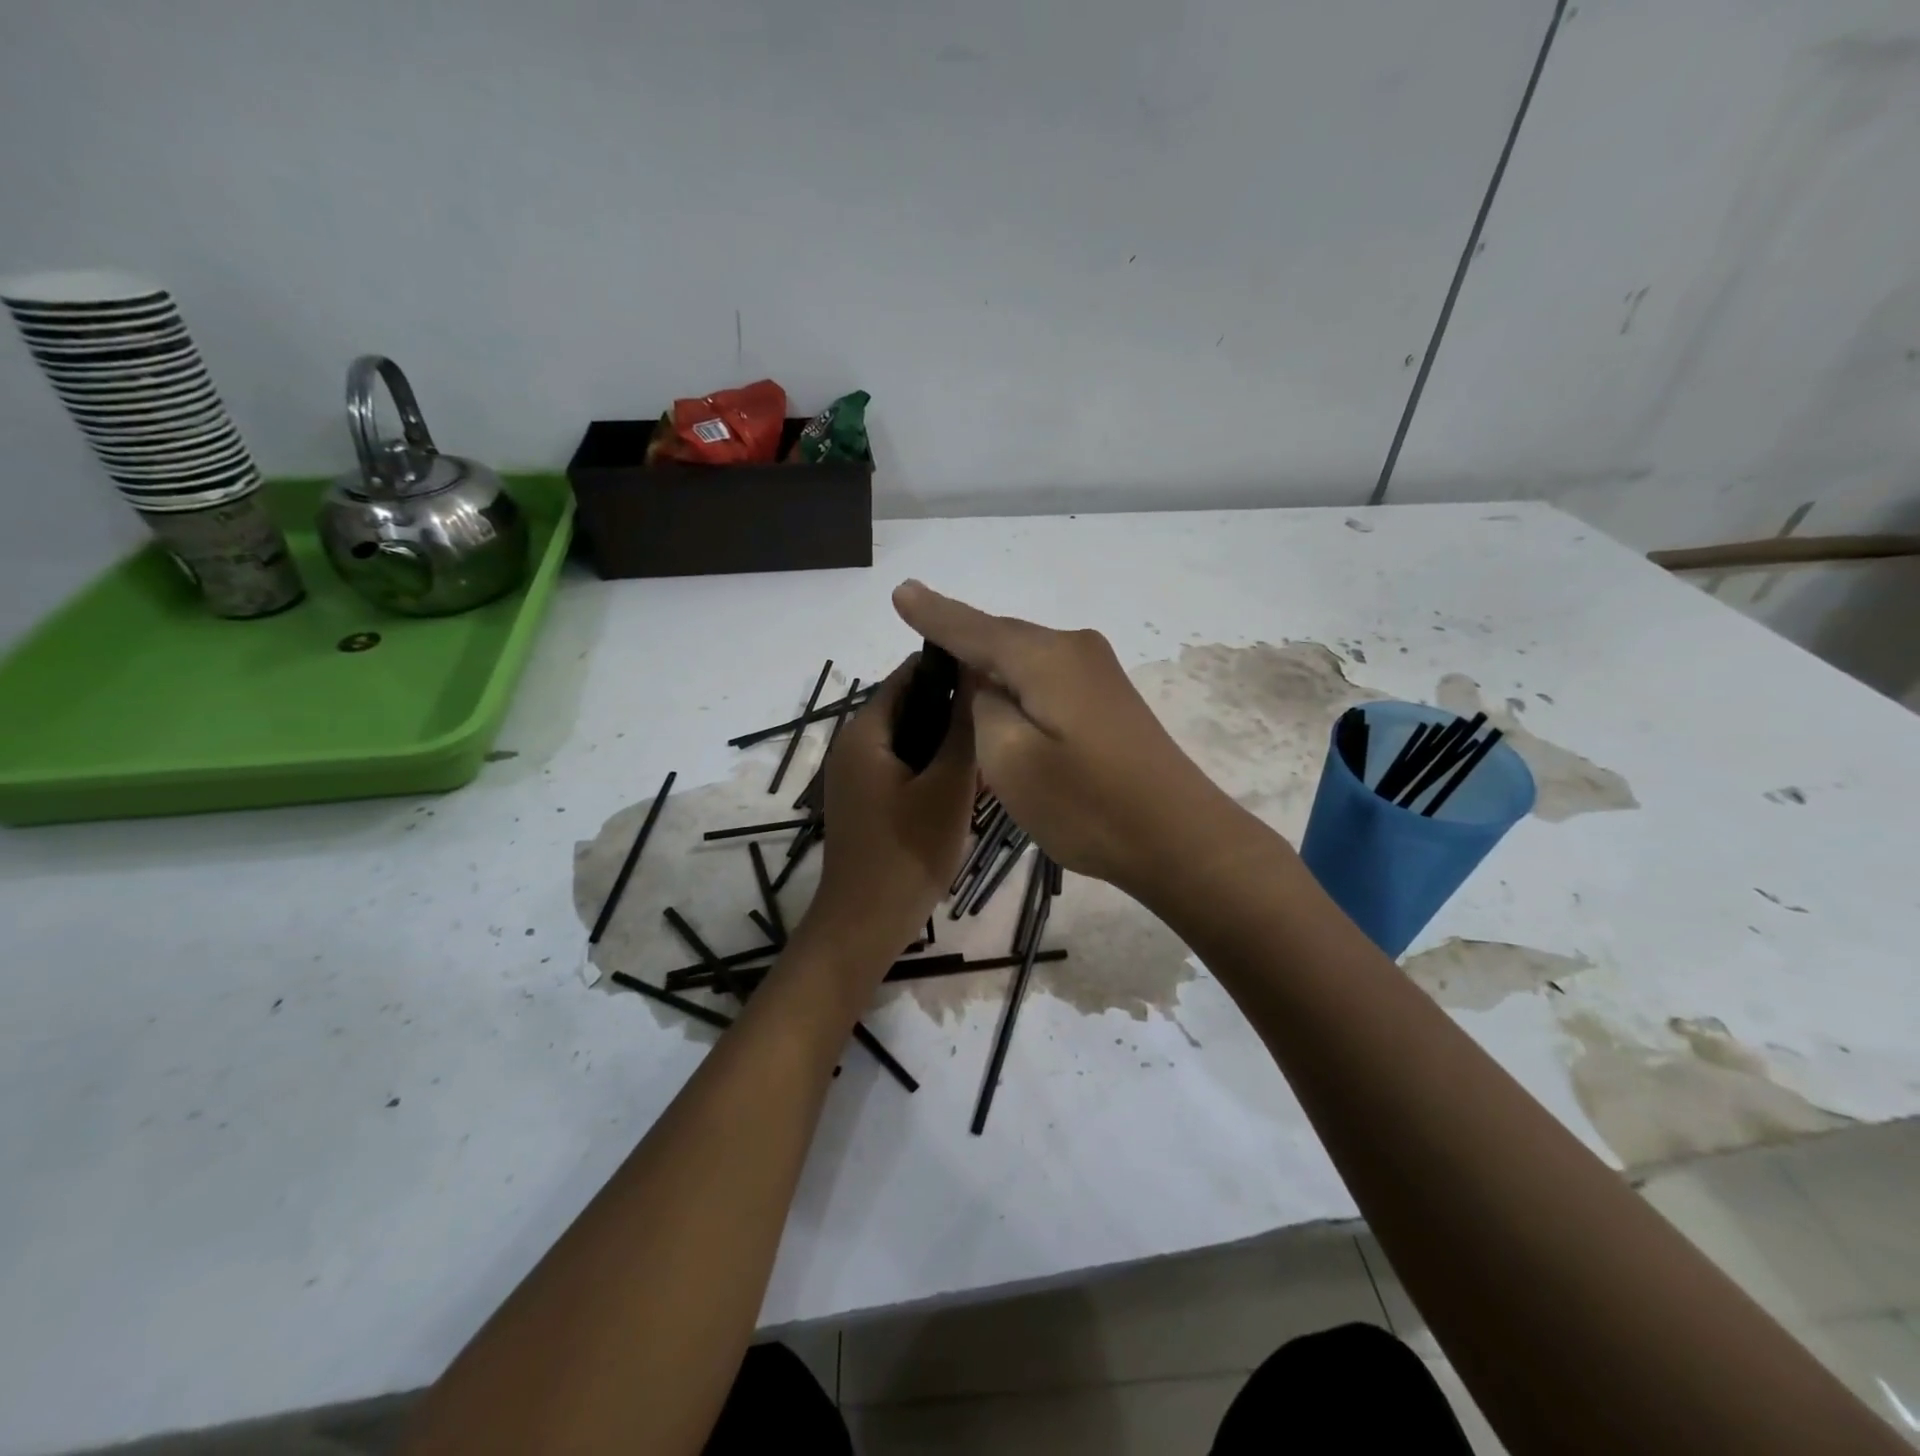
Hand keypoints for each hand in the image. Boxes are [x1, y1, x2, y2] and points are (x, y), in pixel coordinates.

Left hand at [805, 655, 978, 969]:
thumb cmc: (907, 853)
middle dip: (954, 708)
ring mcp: (857, 776)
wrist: (864, 926)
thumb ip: (963, 729)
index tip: (995, 673)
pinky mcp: (867, 801)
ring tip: (993, 747)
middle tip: (1002, 716)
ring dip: (948, 741)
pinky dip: (934, 767)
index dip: (951, 667)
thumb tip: (978, 675)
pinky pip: (905, 767)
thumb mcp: (947, 787)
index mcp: (865, 732)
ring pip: (911, 739)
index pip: (908, 674)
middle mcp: (854, 745)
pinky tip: (969, 783)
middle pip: (910, 706)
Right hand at [892, 580, 1242, 898]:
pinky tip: (1003, 698)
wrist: (1177, 838)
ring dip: (990, 665)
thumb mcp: (1010, 760)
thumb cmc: (1086, 805)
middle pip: (1001, 638)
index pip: (973, 628)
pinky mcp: (1108, 698)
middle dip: (960, 640)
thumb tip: (987, 683)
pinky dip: (1018, 684)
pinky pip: (1046, 676)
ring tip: (950, 672)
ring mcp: (1098, 672)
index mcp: (1045, 657)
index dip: (934, 614)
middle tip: (918, 645)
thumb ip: (984, 707)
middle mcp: (1074, 649)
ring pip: (1025, 658)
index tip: (900, 593)